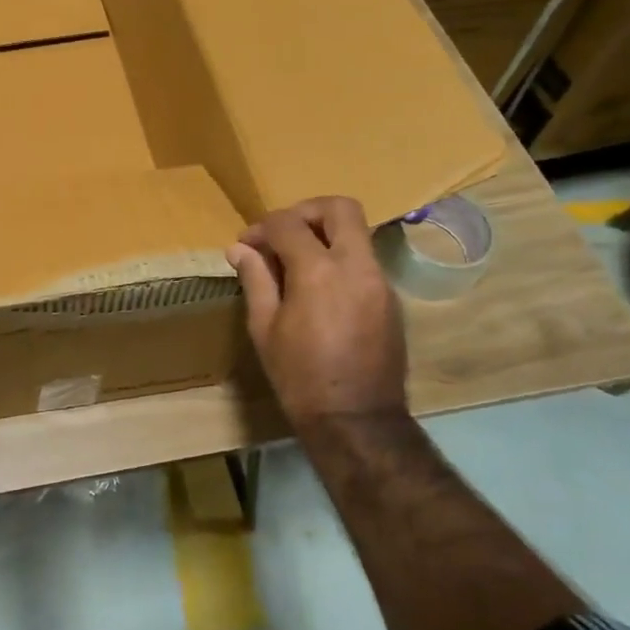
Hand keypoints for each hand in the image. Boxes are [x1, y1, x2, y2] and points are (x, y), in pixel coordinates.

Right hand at [226, 197, 406, 429]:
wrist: (356, 420)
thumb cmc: (299, 377)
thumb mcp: (264, 328)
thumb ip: (255, 280)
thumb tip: (239, 249)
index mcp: (319, 272)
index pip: (288, 224)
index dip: (262, 228)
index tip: (247, 244)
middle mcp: (356, 266)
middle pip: (340, 208)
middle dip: (306, 211)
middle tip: (282, 234)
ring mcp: (380, 281)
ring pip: (357, 233)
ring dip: (325, 235)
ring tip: (296, 263)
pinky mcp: (391, 299)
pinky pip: (364, 260)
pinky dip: (340, 259)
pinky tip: (319, 288)